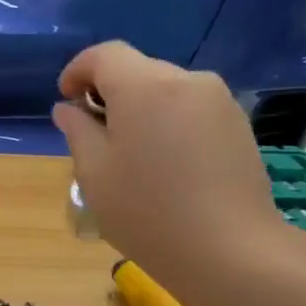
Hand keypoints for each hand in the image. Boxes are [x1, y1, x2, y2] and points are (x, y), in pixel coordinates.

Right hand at [51, 42, 292, 297]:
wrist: (229, 250)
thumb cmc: (147, 211)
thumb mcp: (94, 172)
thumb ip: (77, 131)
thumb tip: (69, 109)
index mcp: (144, 87)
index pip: (104, 55)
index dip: (78, 71)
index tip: (66, 101)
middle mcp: (186, 81)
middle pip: (137, 70)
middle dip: (109, 92)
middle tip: (94, 136)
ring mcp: (219, 102)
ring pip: (166, 90)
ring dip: (140, 109)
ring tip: (131, 155)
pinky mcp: (238, 125)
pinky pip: (191, 109)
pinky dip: (168, 122)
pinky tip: (165, 165)